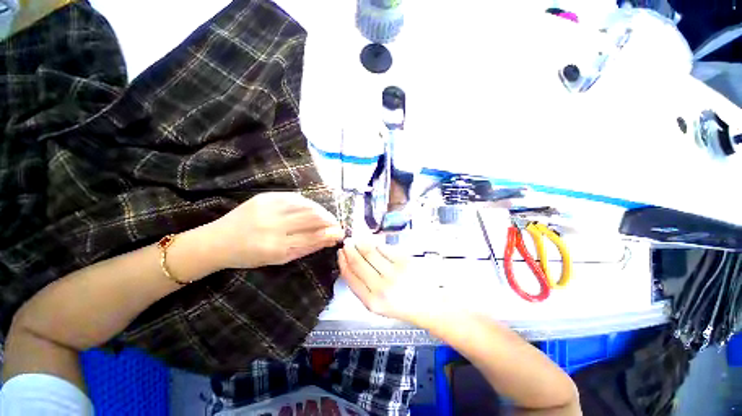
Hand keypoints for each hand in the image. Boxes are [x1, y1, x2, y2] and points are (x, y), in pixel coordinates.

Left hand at [211, 192, 343, 268]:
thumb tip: (330, 240)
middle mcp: (273, 226)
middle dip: (329, 220)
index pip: (313, 237)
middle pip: (312, 218)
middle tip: (335, 223)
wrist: (218, 241)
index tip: (341, 233)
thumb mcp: (279, 259)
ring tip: (326, 216)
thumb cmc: (250, 256)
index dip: (330, 234)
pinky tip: (312, 208)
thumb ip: (306, 248)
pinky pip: (295, 197)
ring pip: (306, 205)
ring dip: (321, 210)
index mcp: (276, 247)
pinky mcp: (265, 197)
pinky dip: (308, 203)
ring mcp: (269, 209)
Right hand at [338, 240, 452, 327]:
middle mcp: (381, 288)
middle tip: (348, 242)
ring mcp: (394, 273)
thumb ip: (363, 287)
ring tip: (358, 239)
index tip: (340, 253)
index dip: (343, 262)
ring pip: (370, 251)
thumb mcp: (377, 305)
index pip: (350, 276)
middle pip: (358, 262)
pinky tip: (374, 243)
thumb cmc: (401, 305)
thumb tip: (351, 263)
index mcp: (371, 302)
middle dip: (350, 249)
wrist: (428, 305)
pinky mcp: (405, 262)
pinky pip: (385, 248)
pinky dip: (377, 244)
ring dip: (361, 243)